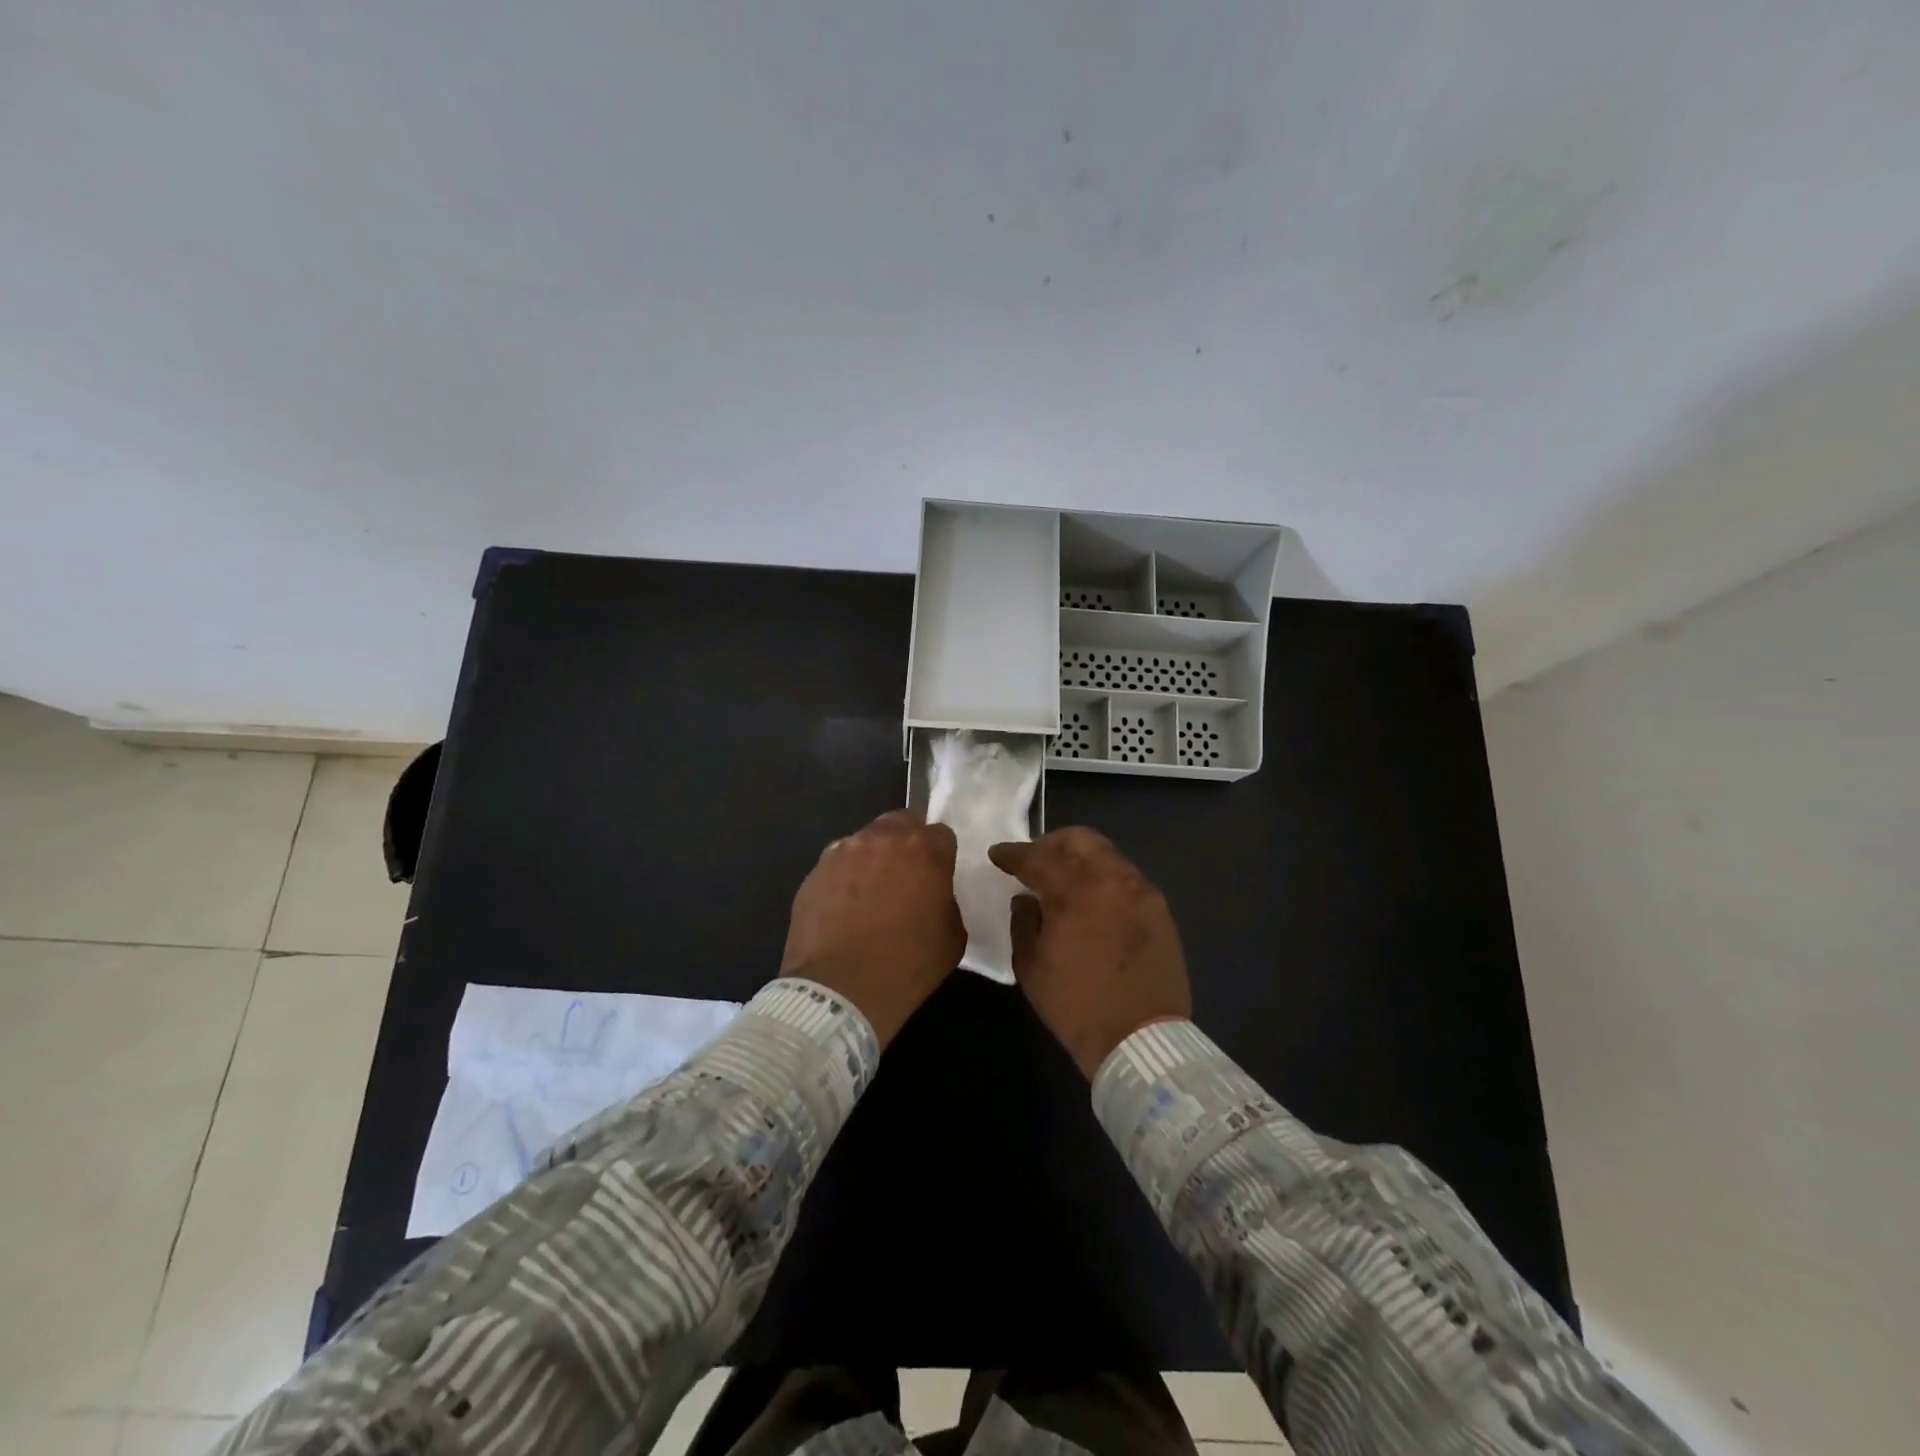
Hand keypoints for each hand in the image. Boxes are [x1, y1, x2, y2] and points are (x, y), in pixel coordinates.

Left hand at [781, 809, 965, 1046]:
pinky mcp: (815, 871)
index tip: (937, 876)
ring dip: (874, 857)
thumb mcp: (952, 938)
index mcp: (924, 851)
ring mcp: (844, 851)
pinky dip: (845, 877)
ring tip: (871, 893)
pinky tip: (844, 907)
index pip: (941, 833)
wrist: (839, 991)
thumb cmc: (906, 967)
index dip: (940, 855)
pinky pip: (838, 863)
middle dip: (907, 843)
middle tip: (906, 876)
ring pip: (866, 840)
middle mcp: (883, 839)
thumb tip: (933, 895)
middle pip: (901, 823)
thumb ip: (947, 902)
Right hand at [988, 827, 1191, 1077]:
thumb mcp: (1031, 967)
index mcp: (1075, 892)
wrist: (1141, 1040)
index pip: (1037, 858)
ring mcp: (1142, 892)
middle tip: (1035, 860)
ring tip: (1065, 880)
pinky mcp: (1161, 910)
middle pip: (1080, 840)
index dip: (1013, 853)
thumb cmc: (1076, 1006)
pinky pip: (1128, 879)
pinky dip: (1105, 879)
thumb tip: (1027, 899)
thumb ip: (1023, 922)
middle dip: (1051, 844)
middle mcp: (1112, 880)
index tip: (998, 855)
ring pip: (1108, 856)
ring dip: (1081, 860)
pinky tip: (1095, 901)